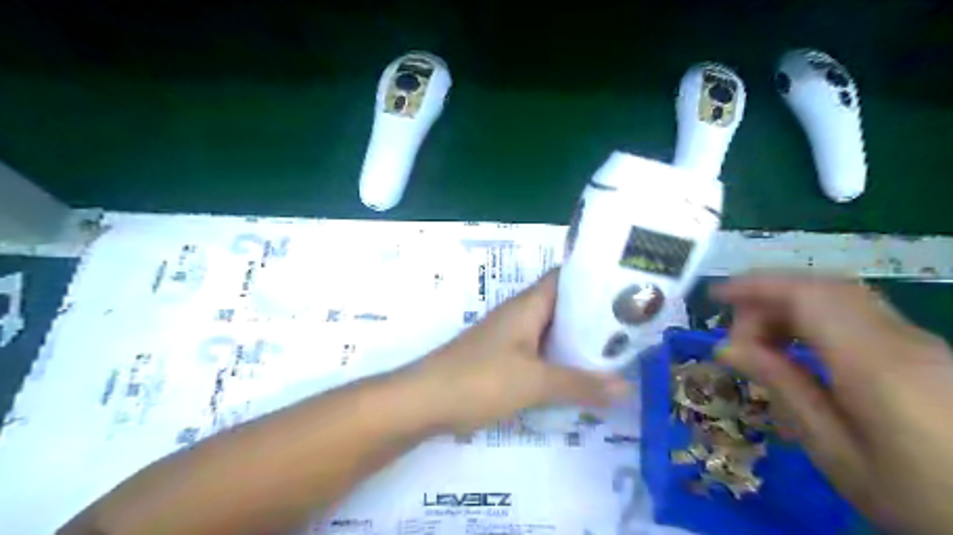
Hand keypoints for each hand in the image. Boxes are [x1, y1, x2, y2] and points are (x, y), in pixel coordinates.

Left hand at [400, 270, 627, 436]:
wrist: (424, 400)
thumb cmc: (479, 379)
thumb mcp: (534, 383)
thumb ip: (580, 384)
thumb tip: (626, 386)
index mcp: (528, 305)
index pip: (566, 277)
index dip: (595, 278)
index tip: (628, 288)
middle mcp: (520, 315)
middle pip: (563, 306)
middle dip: (595, 315)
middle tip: (632, 327)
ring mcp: (510, 337)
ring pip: (552, 331)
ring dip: (578, 340)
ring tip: (616, 351)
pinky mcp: (503, 359)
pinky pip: (540, 352)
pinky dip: (560, 359)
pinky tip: (580, 376)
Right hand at [710, 275, 951, 534]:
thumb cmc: (919, 496)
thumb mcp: (835, 451)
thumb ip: (784, 388)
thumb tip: (728, 348)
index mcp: (875, 362)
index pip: (806, 295)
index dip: (756, 285)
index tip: (716, 296)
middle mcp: (901, 339)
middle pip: (824, 289)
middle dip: (769, 298)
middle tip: (739, 336)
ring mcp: (921, 343)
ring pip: (843, 298)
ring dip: (792, 308)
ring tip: (763, 343)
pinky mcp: (929, 353)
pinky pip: (860, 316)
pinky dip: (817, 320)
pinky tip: (803, 351)